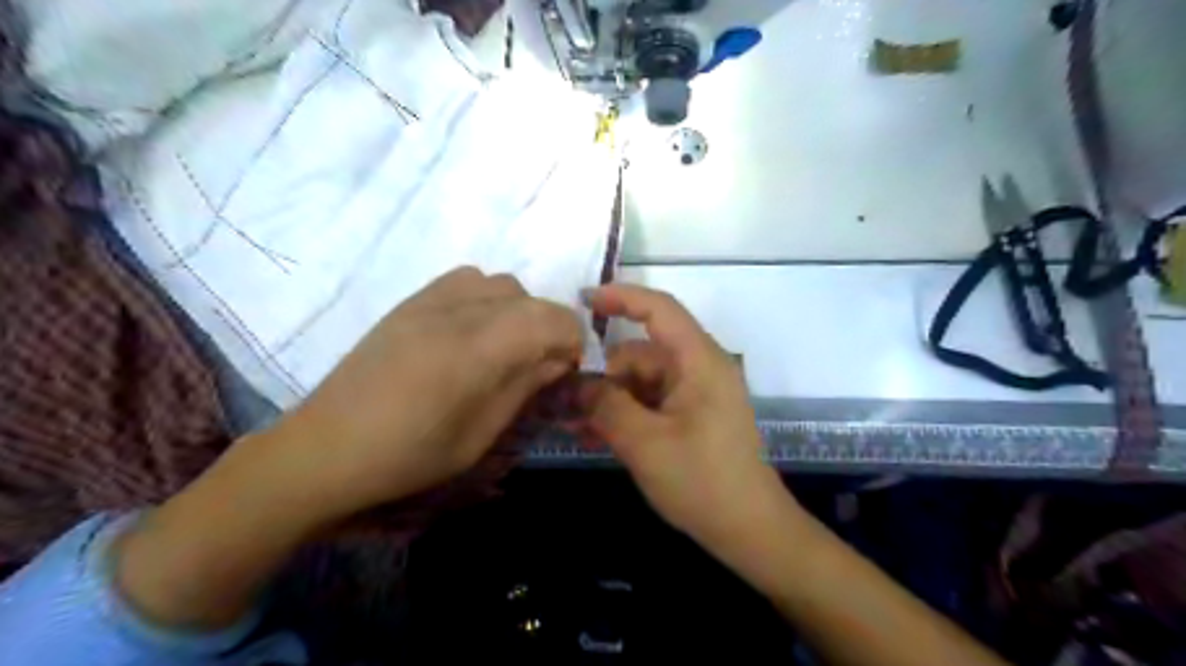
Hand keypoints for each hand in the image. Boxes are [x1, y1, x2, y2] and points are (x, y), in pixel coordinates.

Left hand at [264, 269, 588, 523]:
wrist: (327, 446)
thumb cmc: (410, 454)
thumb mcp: (481, 434)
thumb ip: (525, 387)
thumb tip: (558, 360)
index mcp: (479, 348)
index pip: (552, 319)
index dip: (572, 341)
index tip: (567, 370)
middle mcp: (459, 310)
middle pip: (530, 298)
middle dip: (548, 329)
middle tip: (538, 366)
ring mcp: (431, 299)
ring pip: (500, 284)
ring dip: (518, 311)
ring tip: (505, 346)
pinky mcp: (411, 301)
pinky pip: (467, 280)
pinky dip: (486, 299)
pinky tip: (472, 331)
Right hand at [579, 286, 790, 551]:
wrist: (749, 530)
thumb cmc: (702, 481)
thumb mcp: (644, 442)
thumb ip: (606, 405)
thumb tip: (578, 382)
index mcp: (699, 361)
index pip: (660, 310)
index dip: (621, 298)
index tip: (582, 301)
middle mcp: (699, 369)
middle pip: (641, 354)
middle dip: (603, 376)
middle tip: (565, 402)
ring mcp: (695, 394)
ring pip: (641, 382)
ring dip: (609, 400)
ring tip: (576, 428)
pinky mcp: (691, 417)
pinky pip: (650, 403)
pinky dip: (625, 415)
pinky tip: (595, 437)